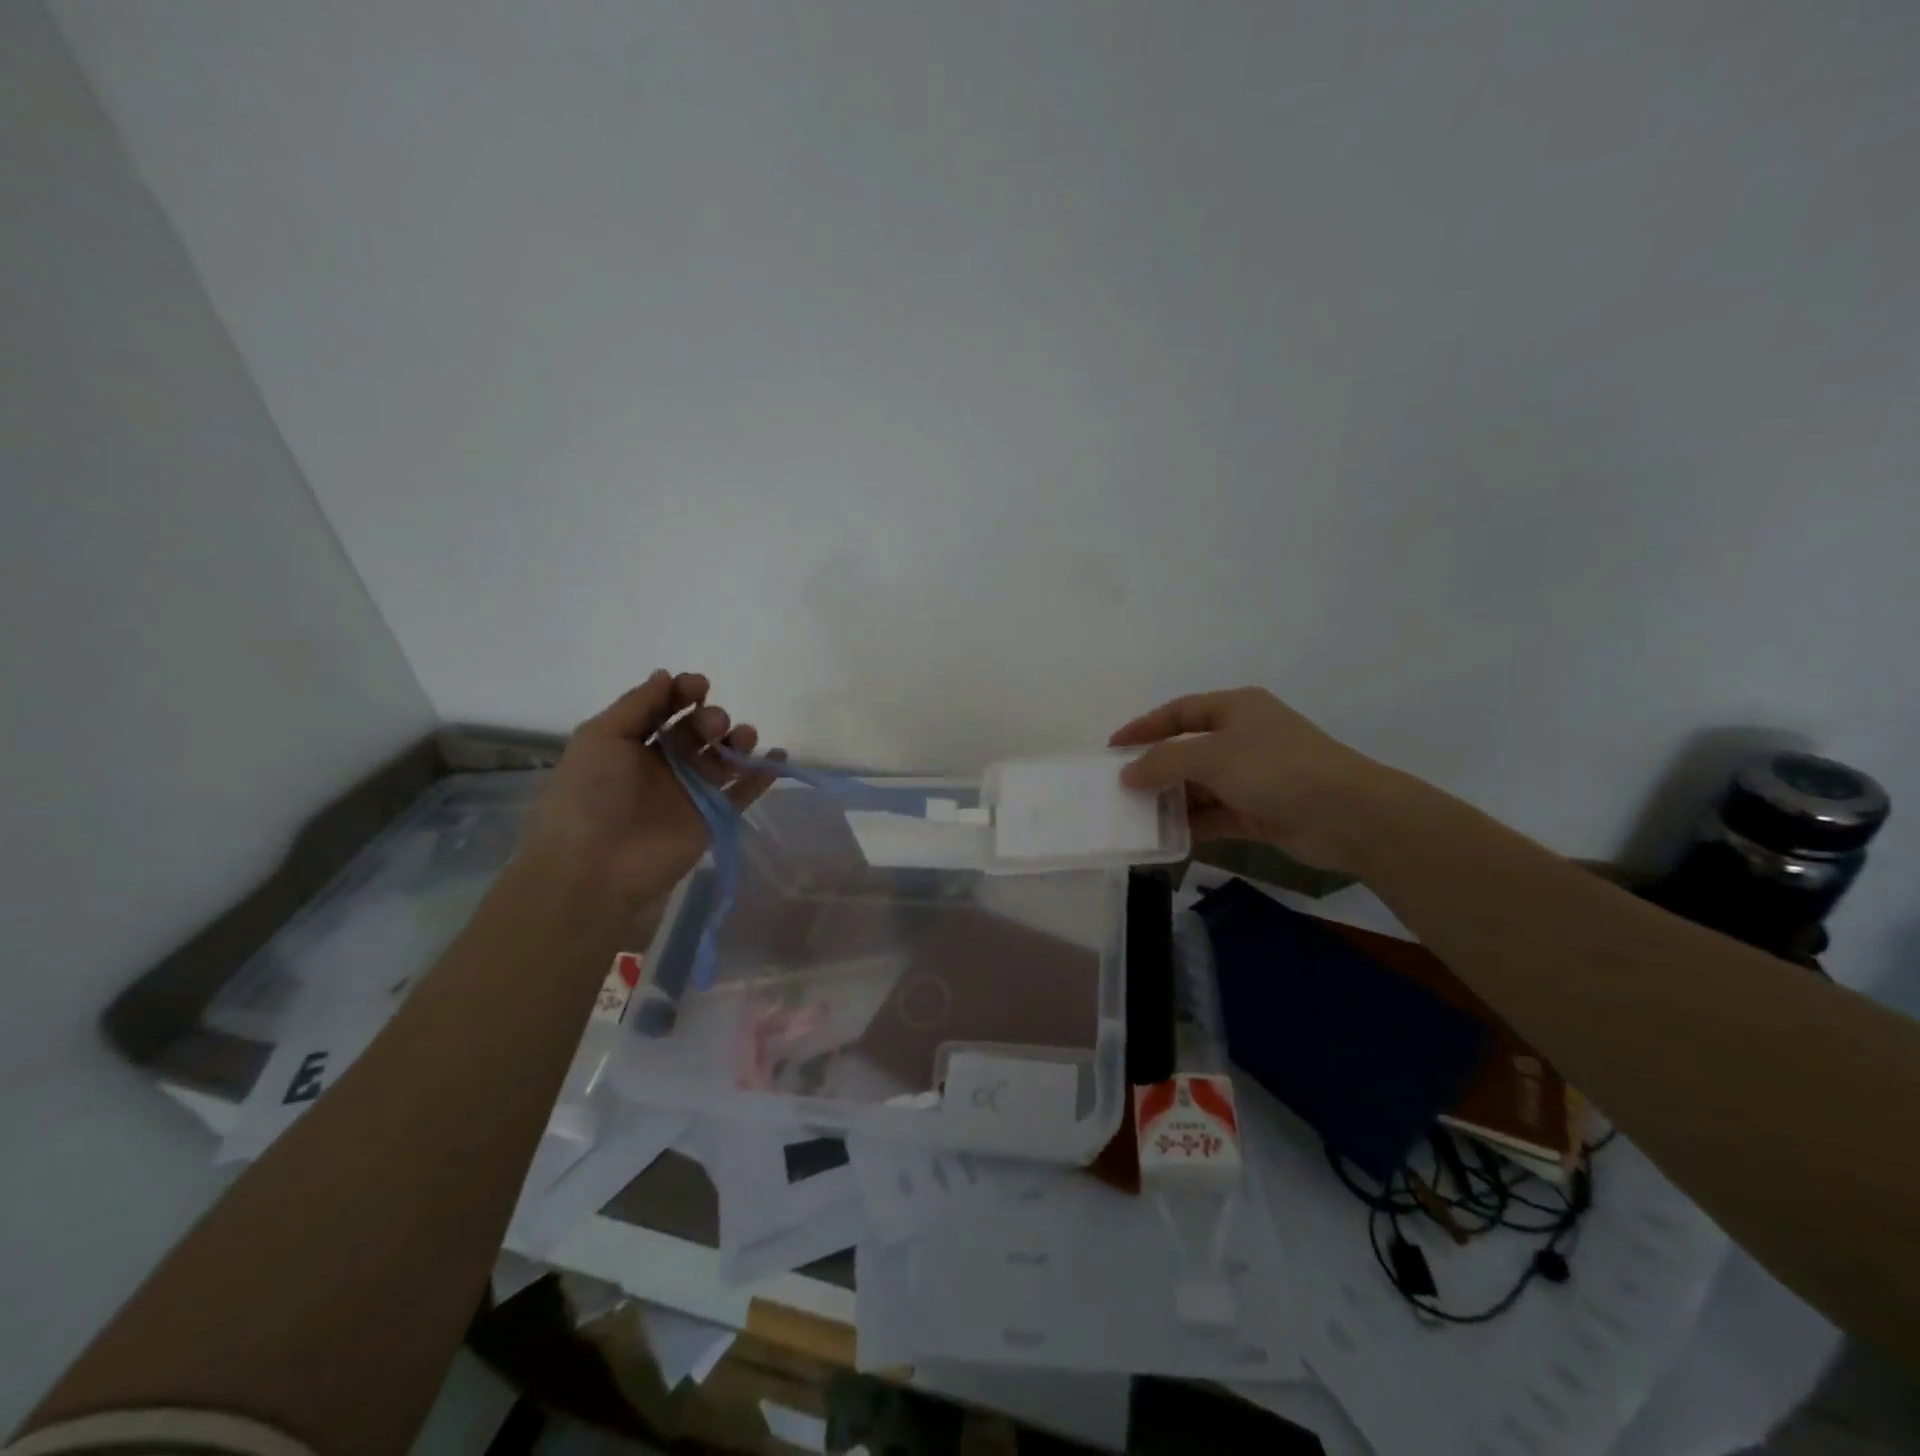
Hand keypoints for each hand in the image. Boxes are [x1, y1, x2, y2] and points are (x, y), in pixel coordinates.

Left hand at [522, 671, 776, 908]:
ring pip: (723, 757)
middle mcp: (663, 765)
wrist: (597, 865)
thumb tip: (667, 675)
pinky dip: (763, 775)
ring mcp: (690, 792)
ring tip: (743, 738)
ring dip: (737, 740)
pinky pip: (743, 792)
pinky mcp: (713, 817)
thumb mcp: (601, 737)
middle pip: (697, 731)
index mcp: (631, 744)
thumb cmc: (590, 794)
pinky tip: (777, 756)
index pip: (664, 710)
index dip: (683, 693)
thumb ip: (638, 704)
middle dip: (710, 718)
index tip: (699, 686)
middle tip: (712, 725)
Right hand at [1110, 687, 1396, 874]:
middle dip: (1155, 769)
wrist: (1348, 815)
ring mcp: (1253, 776)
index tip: (1112, 749)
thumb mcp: (1212, 756)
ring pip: (1200, 786)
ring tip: (1136, 816)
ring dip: (1171, 800)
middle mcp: (1243, 738)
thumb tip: (1127, 774)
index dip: (1144, 727)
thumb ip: (1164, 762)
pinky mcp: (1260, 811)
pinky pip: (1216, 815)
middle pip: (1187, 750)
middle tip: (1120, 787)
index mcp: (1235, 709)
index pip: (1179, 712)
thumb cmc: (1276, 768)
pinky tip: (1166, 837)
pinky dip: (1193, 824)